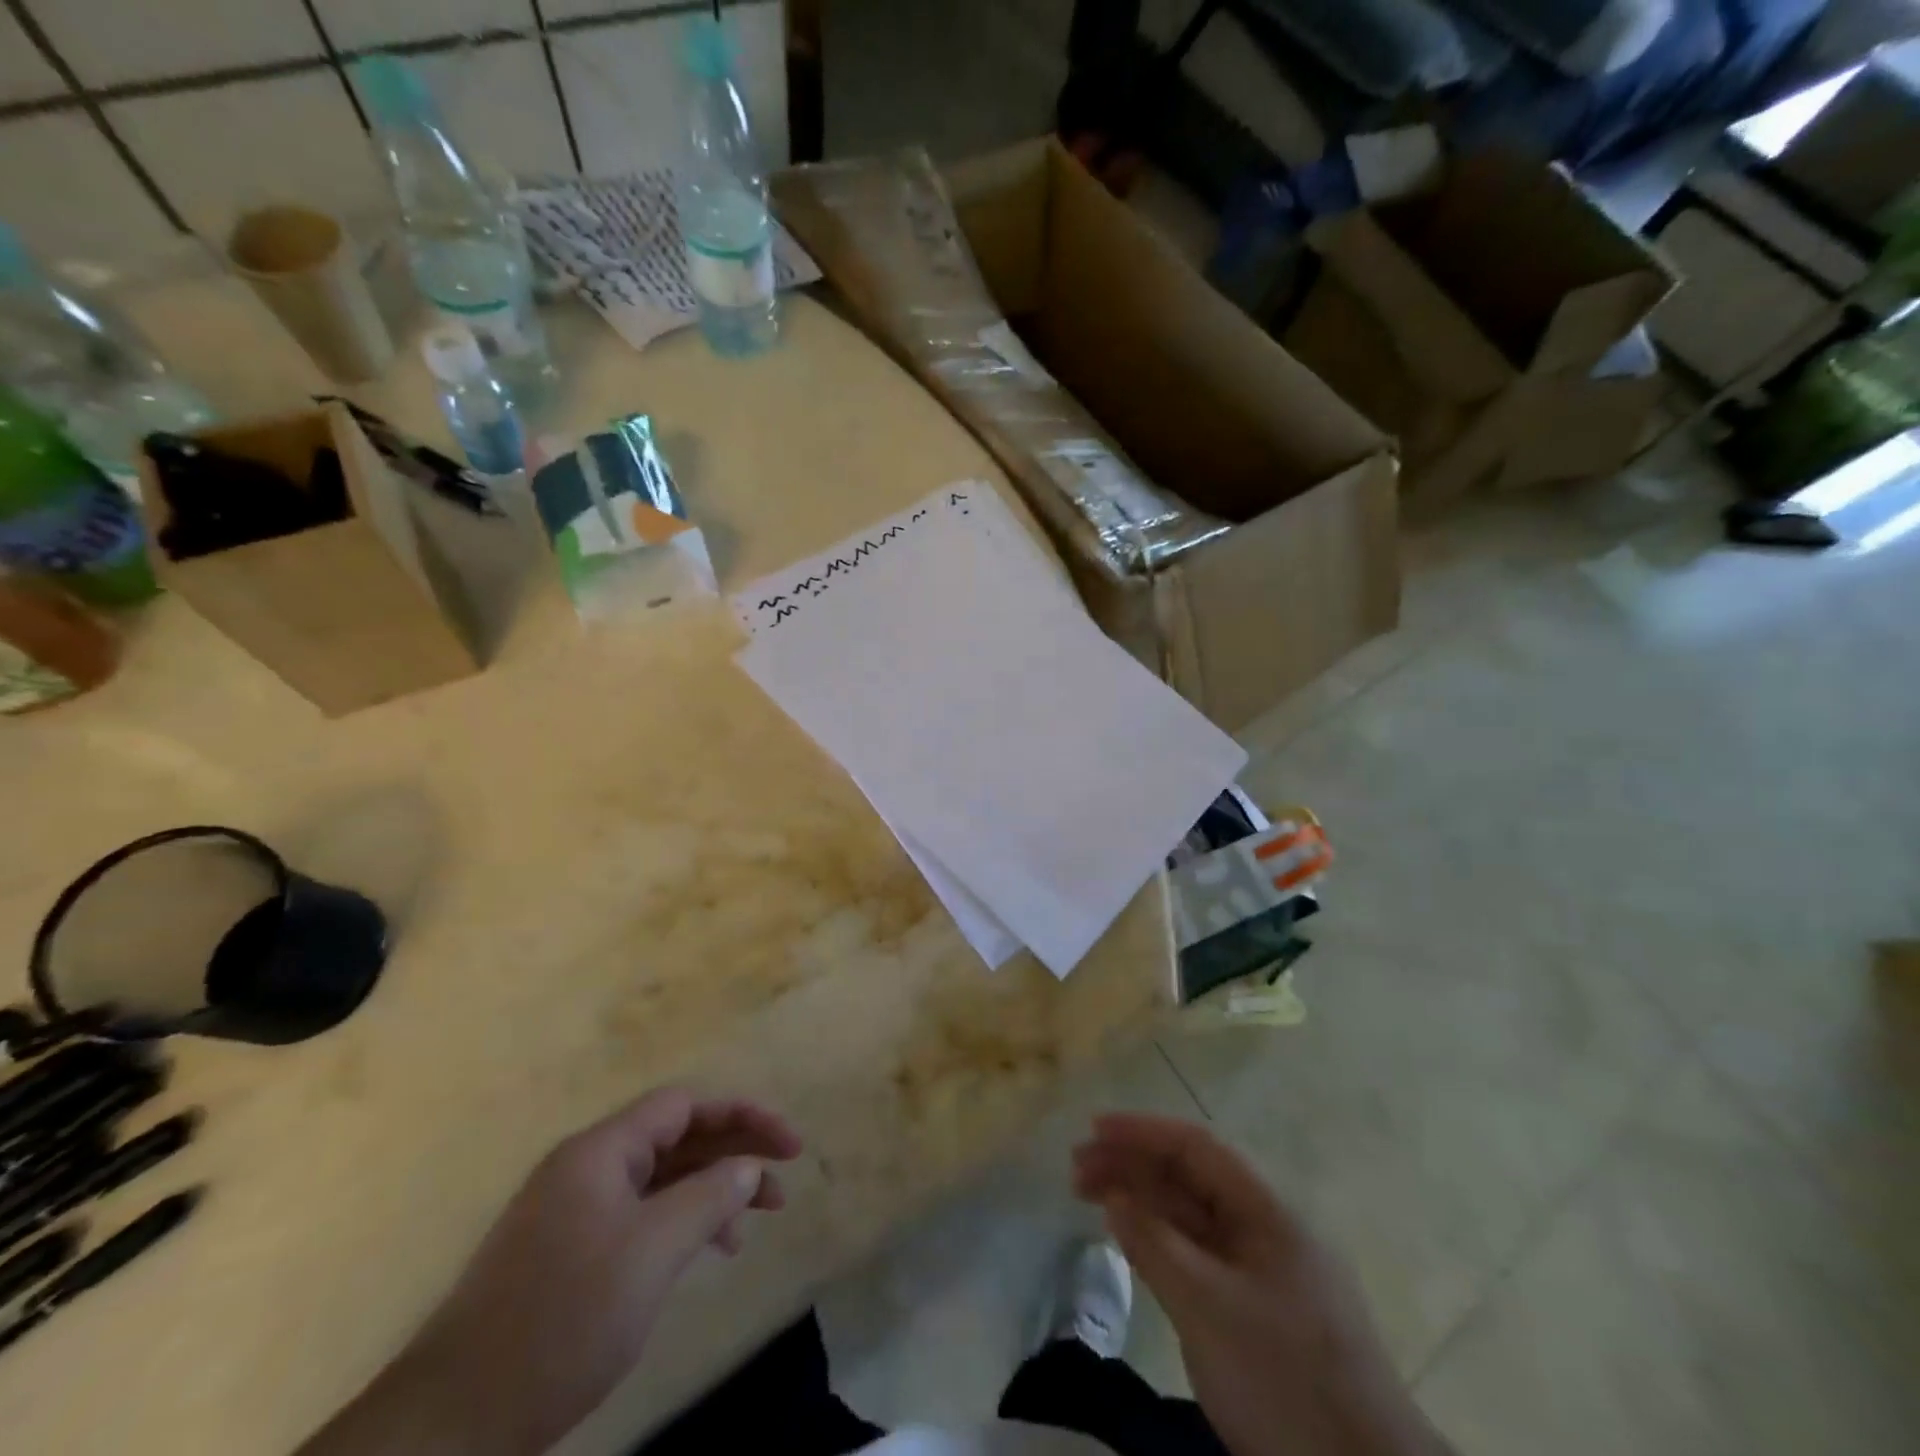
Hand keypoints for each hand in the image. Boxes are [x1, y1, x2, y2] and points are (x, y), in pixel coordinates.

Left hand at [299, 1088, 802, 1455]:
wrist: (452, 1423)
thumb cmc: (563, 1319)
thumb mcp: (652, 1252)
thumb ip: (709, 1197)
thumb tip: (748, 1166)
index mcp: (601, 1150)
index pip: (685, 1105)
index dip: (742, 1114)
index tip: (787, 1143)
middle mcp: (587, 1167)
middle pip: (675, 1137)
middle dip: (733, 1151)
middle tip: (783, 1177)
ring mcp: (573, 1210)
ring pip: (660, 1179)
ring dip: (710, 1190)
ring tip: (753, 1222)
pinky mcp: (567, 1252)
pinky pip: (639, 1215)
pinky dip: (679, 1223)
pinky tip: (704, 1252)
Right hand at [1074, 1114, 1445, 1455]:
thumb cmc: (1285, 1379)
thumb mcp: (1209, 1308)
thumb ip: (1155, 1245)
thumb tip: (1114, 1196)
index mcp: (1267, 1211)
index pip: (1196, 1148)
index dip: (1143, 1131)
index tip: (1094, 1129)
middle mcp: (1265, 1229)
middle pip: (1191, 1178)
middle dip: (1134, 1165)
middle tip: (1077, 1169)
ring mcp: (1263, 1271)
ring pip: (1192, 1217)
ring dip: (1142, 1202)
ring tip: (1091, 1197)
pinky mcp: (1257, 1311)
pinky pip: (1199, 1256)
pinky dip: (1161, 1241)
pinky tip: (1132, 1241)